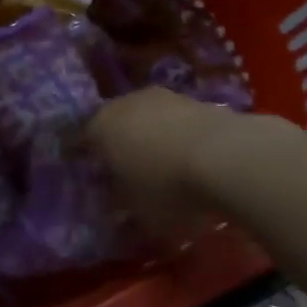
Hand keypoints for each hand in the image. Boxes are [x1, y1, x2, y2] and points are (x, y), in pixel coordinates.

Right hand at [86, 88, 236, 234]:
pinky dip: (176, 135)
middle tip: (126, 171)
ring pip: (146, 118)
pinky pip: (174, 120)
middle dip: (118, 144)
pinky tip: (188, 157)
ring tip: (162, 165)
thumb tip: (114, 204)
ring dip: (150, 137)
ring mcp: (161, 97)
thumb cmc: (166, 186)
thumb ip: (120, 203)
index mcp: (100, 127)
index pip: (82, 140)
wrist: (225, 155)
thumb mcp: (136, 209)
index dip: (86, 159)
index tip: (93, 177)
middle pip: (115, 123)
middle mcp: (124, 103)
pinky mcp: (194, 99)